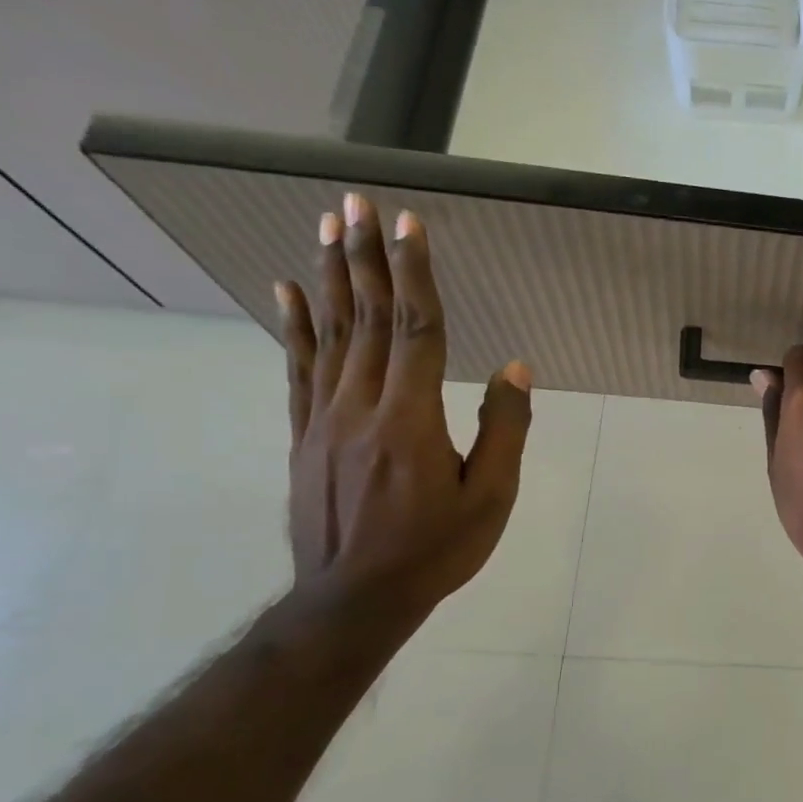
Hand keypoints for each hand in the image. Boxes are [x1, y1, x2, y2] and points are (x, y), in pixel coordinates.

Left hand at [276, 193, 531, 618]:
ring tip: (326, 228)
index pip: (416, 329)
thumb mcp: (491, 497)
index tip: (408, 225)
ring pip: (330, 334)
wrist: (355, 598)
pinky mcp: (305, 435)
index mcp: (412, 418)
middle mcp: (362, 405)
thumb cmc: (436, 549)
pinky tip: (287, 291)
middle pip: (367, 319)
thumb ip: (504, 429)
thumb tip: (515, 367)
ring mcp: (325, 418)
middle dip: (365, 257)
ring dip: (330, 277)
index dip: (414, 274)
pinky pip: (298, 369)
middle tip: (356, 203)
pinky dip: (293, 325)